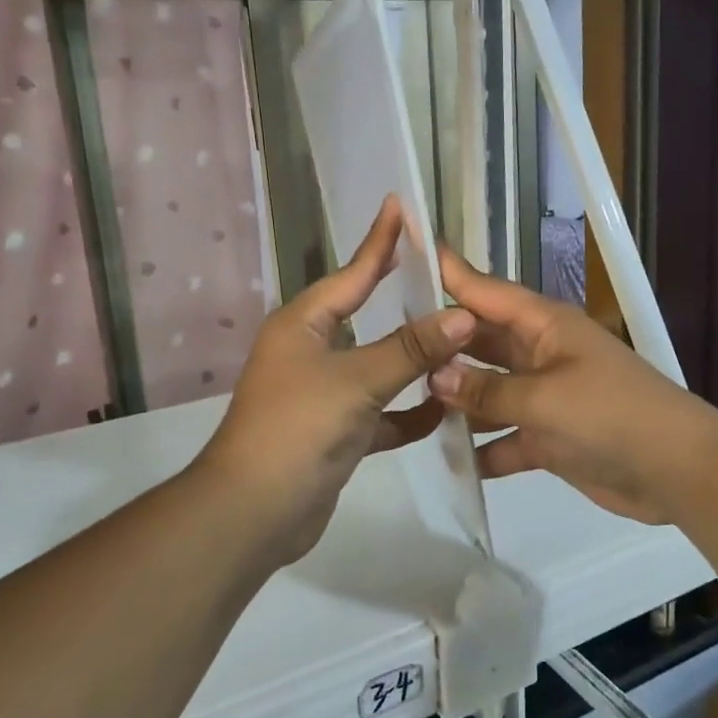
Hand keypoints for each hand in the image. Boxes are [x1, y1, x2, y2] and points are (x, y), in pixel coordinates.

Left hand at [198, 198, 474, 567]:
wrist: (254, 511)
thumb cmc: (299, 428)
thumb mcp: (357, 380)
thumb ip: (411, 348)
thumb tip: (463, 315)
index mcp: (304, 324)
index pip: (353, 272)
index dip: (380, 241)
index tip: (400, 206)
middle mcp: (311, 351)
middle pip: (367, 317)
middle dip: (404, 300)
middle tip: (443, 275)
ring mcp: (322, 393)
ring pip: (378, 367)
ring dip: (414, 363)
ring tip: (461, 345)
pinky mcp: (335, 432)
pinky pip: (380, 413)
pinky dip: (407, 414)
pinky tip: (442, 414)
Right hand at [428, 247, 717, 523]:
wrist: (678, 472)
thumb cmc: (612, 416)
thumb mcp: (544, 399)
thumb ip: (488, 390)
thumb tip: (436, 376)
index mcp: (544, 326)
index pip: (485, 291)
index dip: (447, 272)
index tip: (406, 249)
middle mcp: (540, 353)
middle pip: (481, 342)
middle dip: (441, 345)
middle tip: (387, 346)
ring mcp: (545, 396)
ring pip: (488, 390)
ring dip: (456, 399)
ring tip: (404, 403)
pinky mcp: (549, 437)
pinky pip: (504, 436)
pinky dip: (482, 447)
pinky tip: (447, 458)